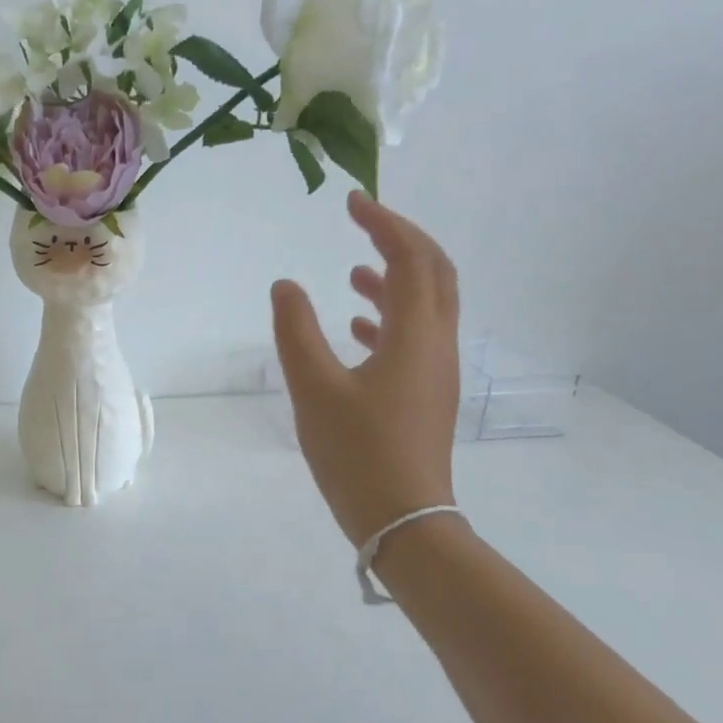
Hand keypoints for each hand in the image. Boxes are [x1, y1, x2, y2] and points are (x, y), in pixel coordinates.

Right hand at [271, 192, 460, 547]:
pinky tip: (358, 326)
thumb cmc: (357, 452)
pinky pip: (415, 337)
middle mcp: (436, 344)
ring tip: (354, 272)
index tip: (353, 202)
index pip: (410, 259)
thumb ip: (296, 331)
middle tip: (364, 223)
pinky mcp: (426, 394)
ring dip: (396, 279)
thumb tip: (286, 285)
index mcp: (415, 335)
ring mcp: (435, 371)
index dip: (385, 224)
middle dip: (402, 240)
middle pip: (435, 274)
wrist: (403, 520)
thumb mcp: (314, 388)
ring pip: (427, 306)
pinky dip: (390, 317)